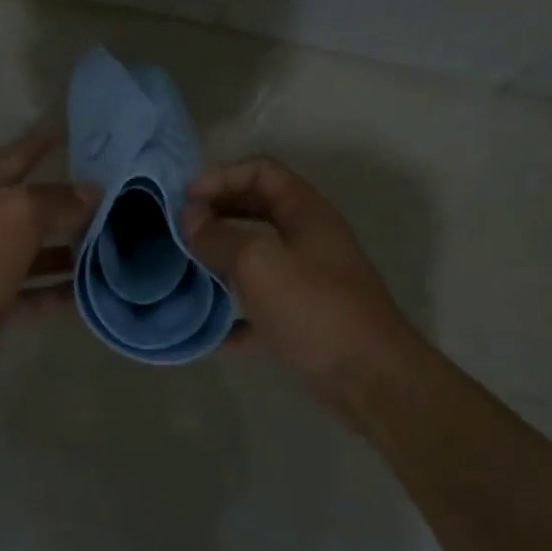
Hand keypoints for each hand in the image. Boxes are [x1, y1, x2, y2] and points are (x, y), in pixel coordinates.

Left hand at [0, 127, 95, 389]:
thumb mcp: (17, 214)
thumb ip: (57, 201)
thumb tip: (92, 191)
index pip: (18, 158)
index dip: (40, 143)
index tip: (69, 131)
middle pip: (35, 208)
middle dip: (71, 202)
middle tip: (119, 197)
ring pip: (42, 252)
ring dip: (74, 249)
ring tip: (119, 244)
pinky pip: (40, 293)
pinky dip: (65, 291)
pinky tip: (98, 289)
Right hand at [181, 157, 416, 384]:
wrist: (369, 379)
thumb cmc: (314, 308)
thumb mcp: (258, 262)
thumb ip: (219, 235)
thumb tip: (189, 218)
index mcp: (306, 212)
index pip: (262, 171)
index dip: (222, 176)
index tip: (187, 201)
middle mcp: (309, 238)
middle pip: (257, 208)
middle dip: (218, 213)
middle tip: (182, 230)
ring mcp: (308, 279)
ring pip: (257, 255)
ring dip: (222, 257)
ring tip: (188, 267)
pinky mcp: (303, 318)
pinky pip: (261, 304)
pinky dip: (236, 310)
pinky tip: (212, 327)